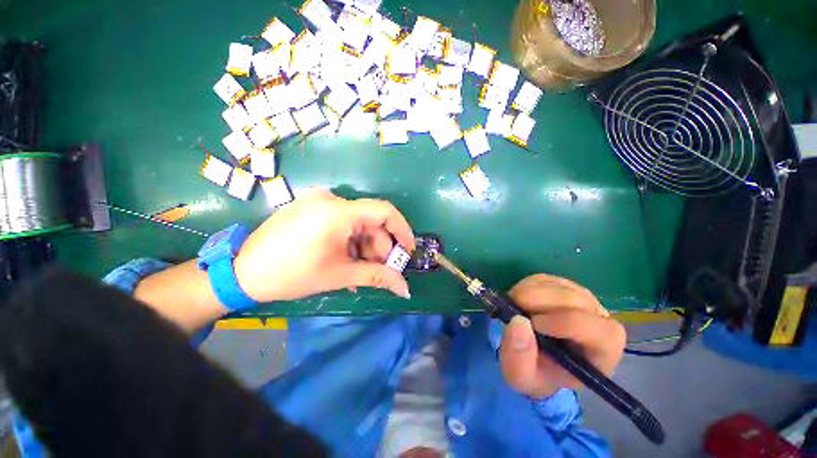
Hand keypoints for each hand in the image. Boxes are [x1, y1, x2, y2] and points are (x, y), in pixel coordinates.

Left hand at [233, 190, 414, 301]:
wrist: (242, 272)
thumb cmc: (292, 275)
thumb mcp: (340, 275)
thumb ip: (377, 277)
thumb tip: (405, 288)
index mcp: (337, 212)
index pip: (384, 211)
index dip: (402, 230)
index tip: (408, 250)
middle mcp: (330, 199)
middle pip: (370, 220)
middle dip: (380, 246)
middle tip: (380, 269)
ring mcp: (318, 201)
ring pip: (357, 222)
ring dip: (365, 246)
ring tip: (359, 269)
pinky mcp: (311, 207)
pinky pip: (342, 222)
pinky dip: (350, 240)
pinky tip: (346, 258)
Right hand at [499, 275, 625, 397]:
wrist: (536, 358)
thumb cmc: (536, 372)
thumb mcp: (521, 377)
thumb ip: (519, 357)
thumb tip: (517, 321)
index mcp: (602, 352)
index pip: (598, 331)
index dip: (565, 323)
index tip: (533, 325)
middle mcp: (599, 320)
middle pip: (575, 300)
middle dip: (538, 301)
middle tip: (513, 308)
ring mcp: (582, 298)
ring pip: (558, 286)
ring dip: (529, 292)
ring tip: (514, 307)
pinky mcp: (563, 285)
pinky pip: (545, 279)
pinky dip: (526, 286)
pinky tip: (519, 300)